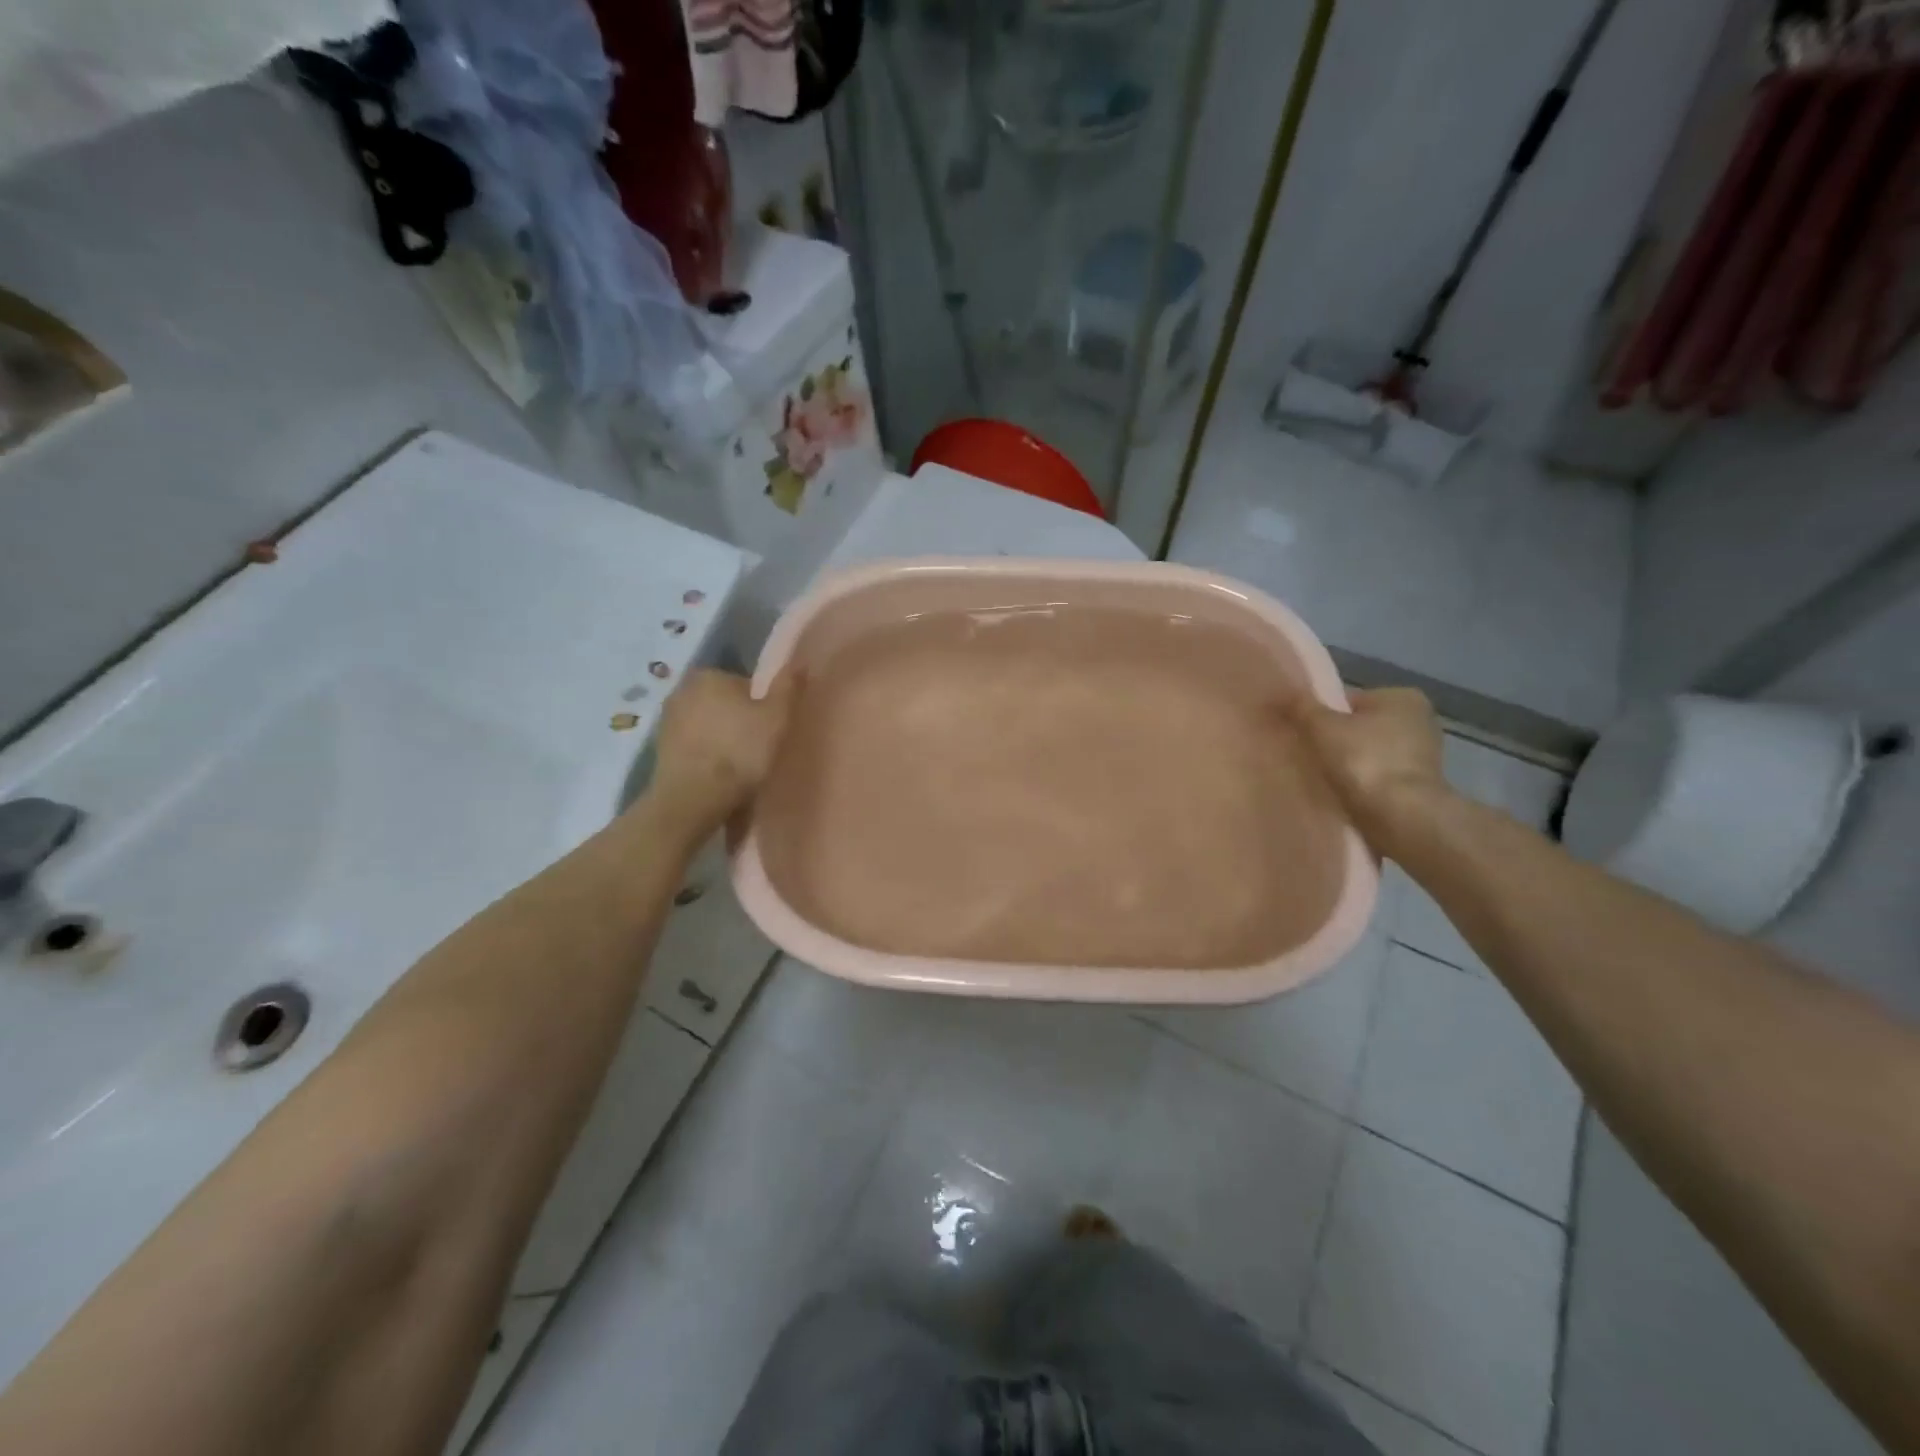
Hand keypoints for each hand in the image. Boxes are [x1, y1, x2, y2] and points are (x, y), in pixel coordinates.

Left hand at [650, 669, 798, 828]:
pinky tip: (718, 775)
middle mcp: (682, 689)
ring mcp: (667, 719)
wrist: (693, 798)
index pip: (744, 684)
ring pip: (706, 724)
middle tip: (756, 746)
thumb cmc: (740, 751)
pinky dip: (705, 754)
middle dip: (737, 719)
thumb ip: (788, 687)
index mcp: (710, 674)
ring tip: (738, 765)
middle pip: (722, 702)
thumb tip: (799, 662)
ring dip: (720, 737)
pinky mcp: (659, 748)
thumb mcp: (777, 717)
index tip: (768, 729)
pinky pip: (693, 745)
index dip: (760, 706)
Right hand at [1286, 686, 1448, 854]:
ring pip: (1366, 755)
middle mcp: (1420, 721)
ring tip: (1316, 778)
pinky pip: (1376, 779)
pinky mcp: (1417, 788)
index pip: (1348, 701)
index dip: (1319, 715)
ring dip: (1345, 765)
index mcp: (1402, 697)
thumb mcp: (1321, 727)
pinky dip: (1358, 785)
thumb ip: (1300, 707)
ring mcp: (1422, 757)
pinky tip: (1338, 795)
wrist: (1401, 818)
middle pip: (1358, 728)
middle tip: (1302, 756)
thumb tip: (1277, 693)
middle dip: (1332, 741)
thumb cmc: (1364, 761)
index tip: (1299, 733)